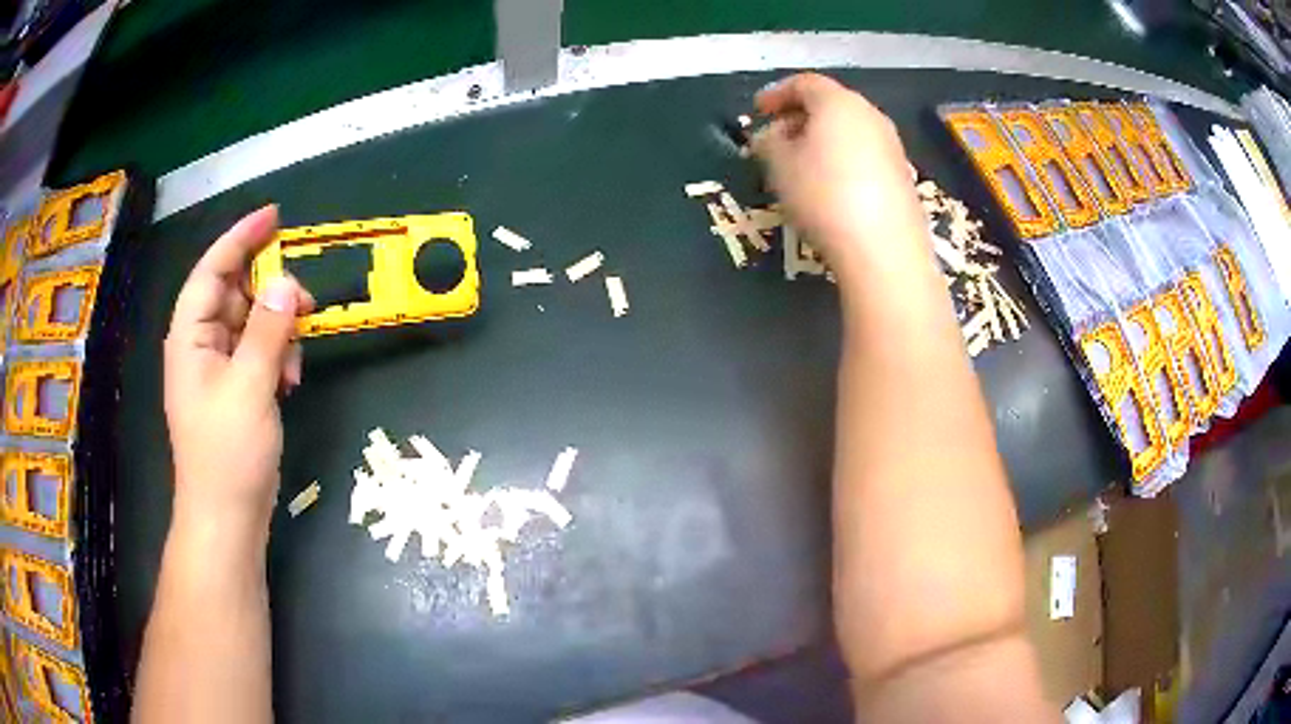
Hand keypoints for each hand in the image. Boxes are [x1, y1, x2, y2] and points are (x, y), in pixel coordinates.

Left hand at [164, 206, 313, 530]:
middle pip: (235, 293)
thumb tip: (288, 283)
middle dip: (270, 293)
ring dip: (278, 331)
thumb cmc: (228, 453)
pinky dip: (277, 357)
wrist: (227, 517)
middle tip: (306, 301)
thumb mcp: (250, 387)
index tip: (275, 215)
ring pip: (251, 323)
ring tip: (297, 360)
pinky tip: (291, 381)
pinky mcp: (234, 389)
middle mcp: (200, 344)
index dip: (241, 237)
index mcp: (190, 336)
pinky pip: (257, 352)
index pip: (212, 269)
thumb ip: (268, 330)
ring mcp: (217, 368)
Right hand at [751, 74, 929, 278]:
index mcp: (838, 103)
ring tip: (801, 164)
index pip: (804, 83)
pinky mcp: (903, 176)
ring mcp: (892, 146)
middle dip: (799, 116)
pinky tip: (831, 186)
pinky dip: (843, 159)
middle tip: (776, 138)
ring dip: (822, 139)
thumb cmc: (824, 196)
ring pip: (850, 130)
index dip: (776, 93)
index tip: (757, 111)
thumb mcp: (779, 166)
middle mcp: (871, 115)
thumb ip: (767, 142)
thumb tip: (770, 135)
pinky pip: (865, 154)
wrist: (884, 250)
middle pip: (831, 104)